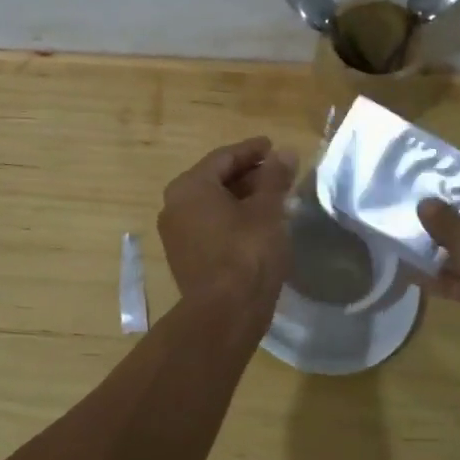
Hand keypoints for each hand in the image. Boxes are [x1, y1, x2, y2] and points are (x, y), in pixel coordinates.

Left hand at [158, 136, 298, 309]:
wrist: (225, 313)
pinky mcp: (185, 257)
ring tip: (273, 197)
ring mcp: (176, 234)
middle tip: (278, 172)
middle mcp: (174, 205)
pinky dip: (232, 218)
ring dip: (241, 197)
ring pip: (213, 204)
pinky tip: (258, 223)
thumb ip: (275, 178)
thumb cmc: (247, 252)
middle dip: (248, 174)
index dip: (252, 150)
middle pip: (215, 179)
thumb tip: (285, 152)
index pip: (224, 157)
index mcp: (190, 186)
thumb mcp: (267, 210)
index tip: (273, 146)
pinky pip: (210, 225)